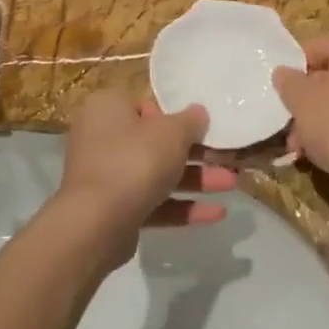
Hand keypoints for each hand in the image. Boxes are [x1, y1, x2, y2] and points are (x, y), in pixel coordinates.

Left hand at [52, 90, 233, 261]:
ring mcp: (105, 176)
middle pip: (155, 142)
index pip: (145, 105)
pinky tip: (216, 214)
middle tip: (226, 158)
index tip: (200, 129)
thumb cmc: (135, 160)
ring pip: (157, 174)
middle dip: (195, 154)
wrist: (97, 223)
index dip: (175, 117)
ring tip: (231, 185)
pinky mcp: (113, 210)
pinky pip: (152, 202)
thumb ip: (191, 121)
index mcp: (107, 108)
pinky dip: (182, 207)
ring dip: (196, 180)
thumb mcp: (172, 132)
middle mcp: (101, 138)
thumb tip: (199, 113)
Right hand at [273, 32, 328, 200]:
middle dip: (306, 104)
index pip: (314, 49)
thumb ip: (288, 82)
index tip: (280, 97)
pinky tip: (324, 156)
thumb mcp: (302, 101)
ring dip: (319, 122)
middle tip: (289, 131)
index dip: (292, 73)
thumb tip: (284, 73)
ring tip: (301, 150)